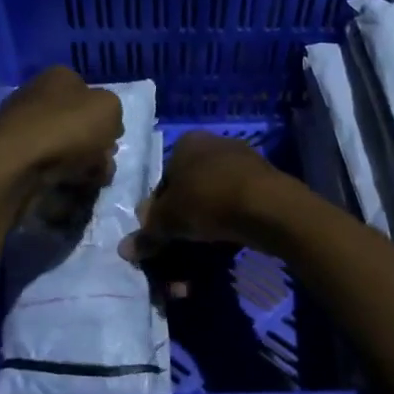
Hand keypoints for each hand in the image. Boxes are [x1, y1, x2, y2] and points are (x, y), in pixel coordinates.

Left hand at [0, 67, 122, 195]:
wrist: (15, 163)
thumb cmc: (67, 128)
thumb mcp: (109, 108)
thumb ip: (114, 112)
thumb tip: (106, 127)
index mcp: (60, 77)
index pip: (91, 93)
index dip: (107, 117)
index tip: (114, 138)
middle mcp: (38, 95)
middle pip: (79, 123)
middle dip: (96, 145)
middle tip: (104, 162)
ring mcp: (23, 126)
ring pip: (66, 146)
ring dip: (83, 164)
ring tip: (90, 179)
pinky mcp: (14, 155)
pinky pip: (48, 164)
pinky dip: (61, 175)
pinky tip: (69, 186)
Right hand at [121, 129, 284, 261]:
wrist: (267, 206)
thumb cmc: (207, 200)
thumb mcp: (168, 220)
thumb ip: (147, 233)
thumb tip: (125, 249)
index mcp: (186, 142)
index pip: (163, 180)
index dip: (158, 211)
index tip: (161, 236)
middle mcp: (214, 144)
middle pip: (189, 191)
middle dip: (183, 222)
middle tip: (180, 248)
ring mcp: (243, 162)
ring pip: (214, 201)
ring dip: (205, 227)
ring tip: (204, 251)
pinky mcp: (265, 182)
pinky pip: (237, 206)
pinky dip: (229, 225)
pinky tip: (228, 244)